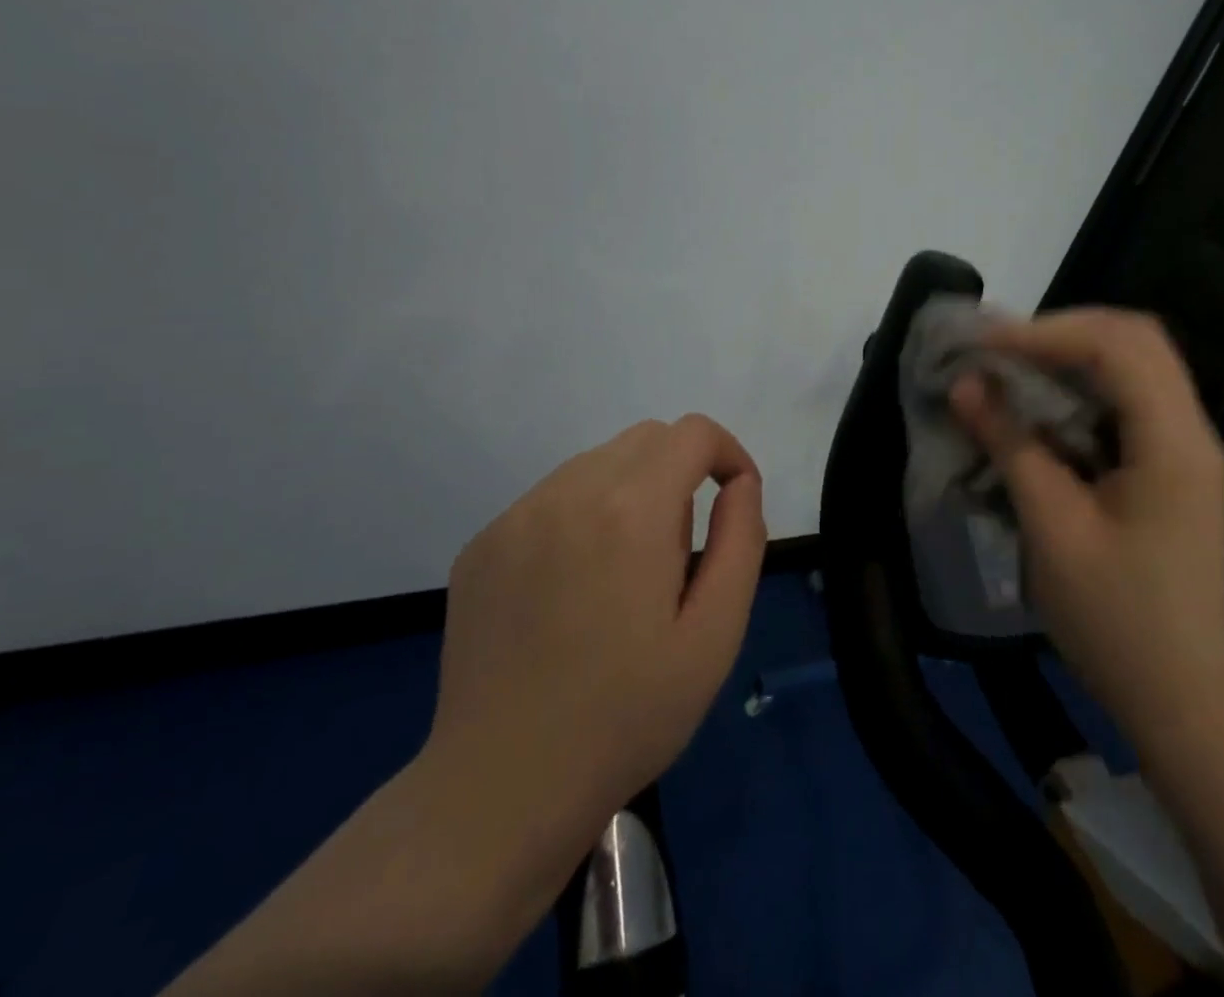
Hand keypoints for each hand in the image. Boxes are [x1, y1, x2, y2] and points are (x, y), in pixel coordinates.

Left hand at [424, 414, 765, 845]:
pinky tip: (572, 591)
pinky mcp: (482, 544)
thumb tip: (741, 485)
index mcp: (631, 510)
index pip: (693, 433)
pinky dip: (582, 517)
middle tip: (680, 553)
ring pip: (597, 464)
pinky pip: (550, 499)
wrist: (501, 790)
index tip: (735, 500)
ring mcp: (516, 516)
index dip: (727, 454)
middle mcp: (569, 493)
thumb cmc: (627, 717)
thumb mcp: (715, 636)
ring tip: (625, 575)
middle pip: (646, 439)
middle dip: (682, 473)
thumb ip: (741, 542)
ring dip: (631, 493)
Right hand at [952, 308, 1223, 730]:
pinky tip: (1044, 403)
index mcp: (1173, 443)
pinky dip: (1085, 385)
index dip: (1047, 333)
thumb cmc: (1115, 620)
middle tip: (1001, 346)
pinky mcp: (1174, 465)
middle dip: (1063, 331)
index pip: (1117, 347)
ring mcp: (1188, 447)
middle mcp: (1192, 430)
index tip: (984, 343)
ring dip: (1074, 353)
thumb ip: (1011, 446)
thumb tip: (966, 383)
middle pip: (1136, 338)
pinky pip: (1131, 398)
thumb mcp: (1052, 529)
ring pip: (1136, 363)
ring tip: (1014, 364)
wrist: (1183, 698)